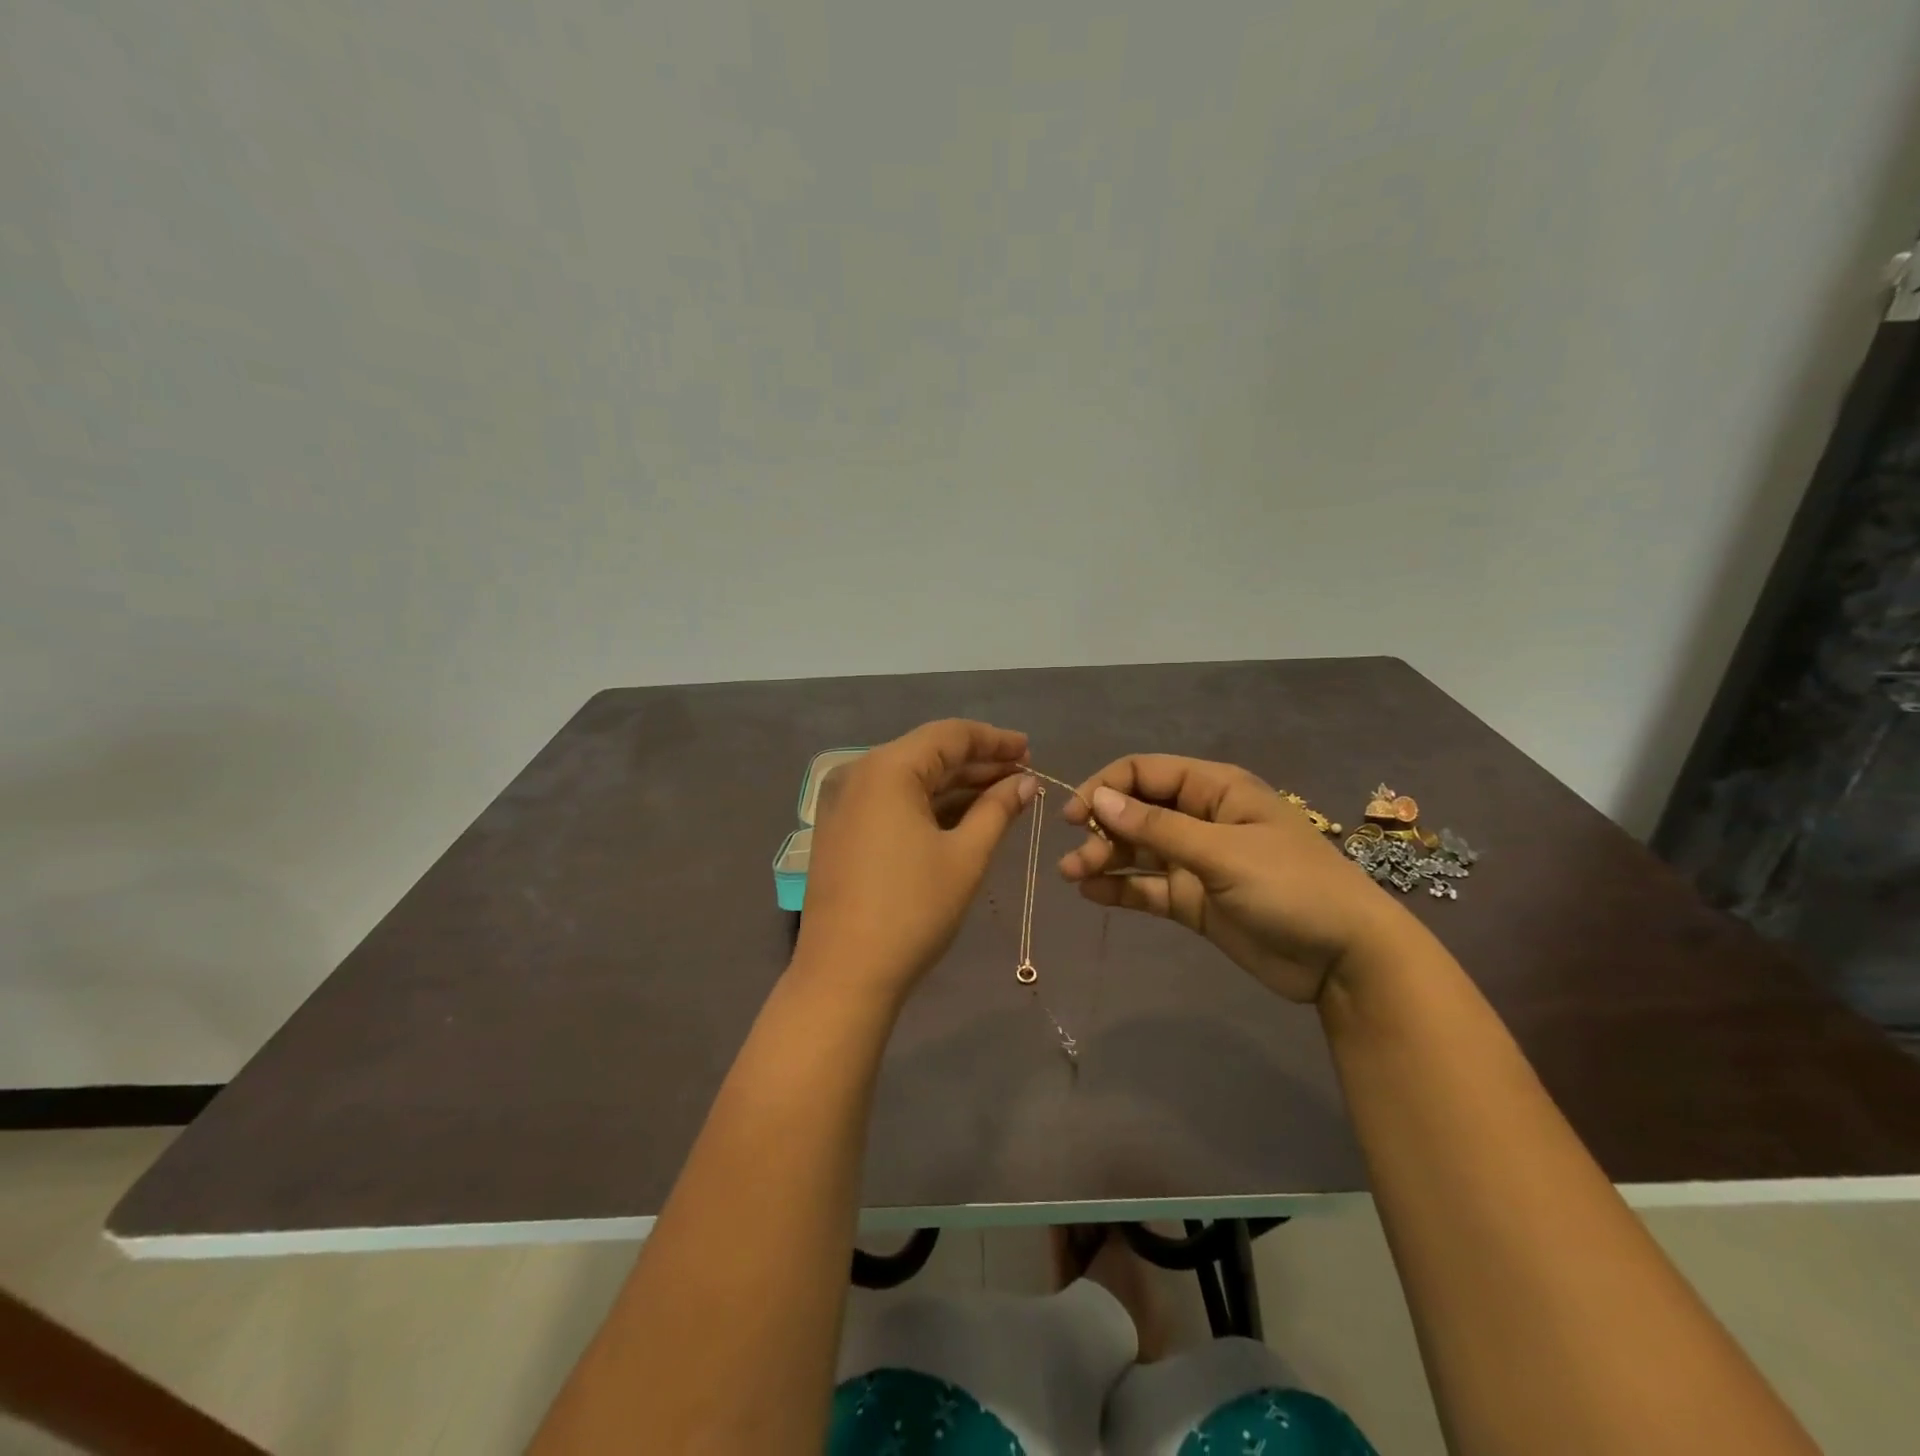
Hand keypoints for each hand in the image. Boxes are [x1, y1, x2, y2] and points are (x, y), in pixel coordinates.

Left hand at [795, 719, 1035, 1002]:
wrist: (844, 974)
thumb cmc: (912, 910)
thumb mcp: (965, 856)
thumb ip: (998, 810)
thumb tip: (1025, 784)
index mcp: (887, 769)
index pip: (950, 735)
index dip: (994, 740)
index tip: (1030, 751)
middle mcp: (859, 774)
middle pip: (928, 754)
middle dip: (978, 763)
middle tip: (1023, 776)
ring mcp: (844, 803)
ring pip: (910, 780)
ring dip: (956, 786)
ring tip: (1003, 795)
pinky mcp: (841, 830)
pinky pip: (892, 802)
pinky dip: (928, 805)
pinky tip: (963, 816)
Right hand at [1057, 754, 1416, 1002]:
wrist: (1344, 959)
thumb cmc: (1291, 887)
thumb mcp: (1223, 852)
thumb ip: (1158, 827)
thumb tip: (1099, 799)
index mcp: (1215, 790)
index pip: (1146, 772)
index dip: (1106, 787)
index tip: (1076, 814)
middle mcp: (1201, 818)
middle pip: (1136, 811)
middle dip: (1102, 829)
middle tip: (1075, 858)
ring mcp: (1196, 861)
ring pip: (1137, 850)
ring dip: (1103, 858)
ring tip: (1072, 876)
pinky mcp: (1193, 900)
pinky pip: (1147, 886)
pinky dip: (1119, 888)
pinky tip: (1091, 894)